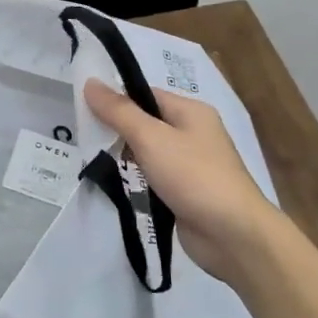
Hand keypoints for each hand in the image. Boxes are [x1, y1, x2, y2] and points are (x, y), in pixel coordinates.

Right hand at [83, 80, 285, 289]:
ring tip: (93, 160)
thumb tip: (90, 82)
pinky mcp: (187, 193)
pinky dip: (138, 179)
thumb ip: (119, 111)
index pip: (146, 94)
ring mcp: (192, 165)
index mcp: (191, 111)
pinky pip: (155, 177)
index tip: (84, 109)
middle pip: (147, 122)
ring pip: (150, 152)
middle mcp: (194, 133)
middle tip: (85, 136)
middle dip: (118, 129)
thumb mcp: (151, 138)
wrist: (233, 235)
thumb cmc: (193, 176)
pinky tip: (117, 184)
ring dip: (126, 157)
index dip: (117, 99)